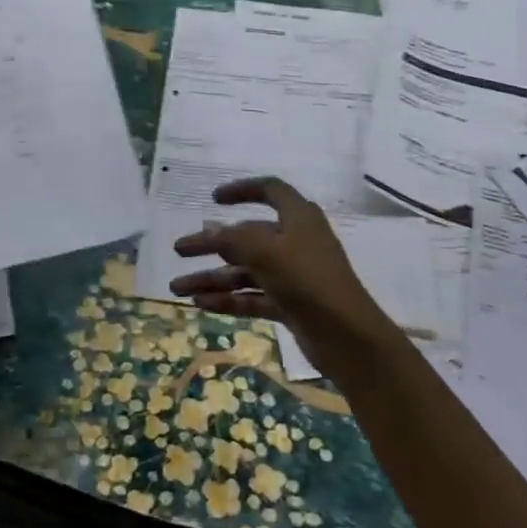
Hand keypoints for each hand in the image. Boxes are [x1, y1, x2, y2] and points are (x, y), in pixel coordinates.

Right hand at [169, 178, 396, 377]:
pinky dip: (228, 298)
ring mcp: (293, 275)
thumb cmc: (308, 280)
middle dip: (212, 244)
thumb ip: (233, 239)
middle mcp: (295, 241)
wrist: (349, 337)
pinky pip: (252, 295)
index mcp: (298, 217)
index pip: (270, 190)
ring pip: (245, 270)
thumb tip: (208, 229)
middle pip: (247, 235)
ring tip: (177, 288)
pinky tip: (200, 304)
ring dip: (213, 277)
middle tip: (179, 250)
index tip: (214, 199)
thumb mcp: (266, 252)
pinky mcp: (290, 304)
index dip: (242, 190)